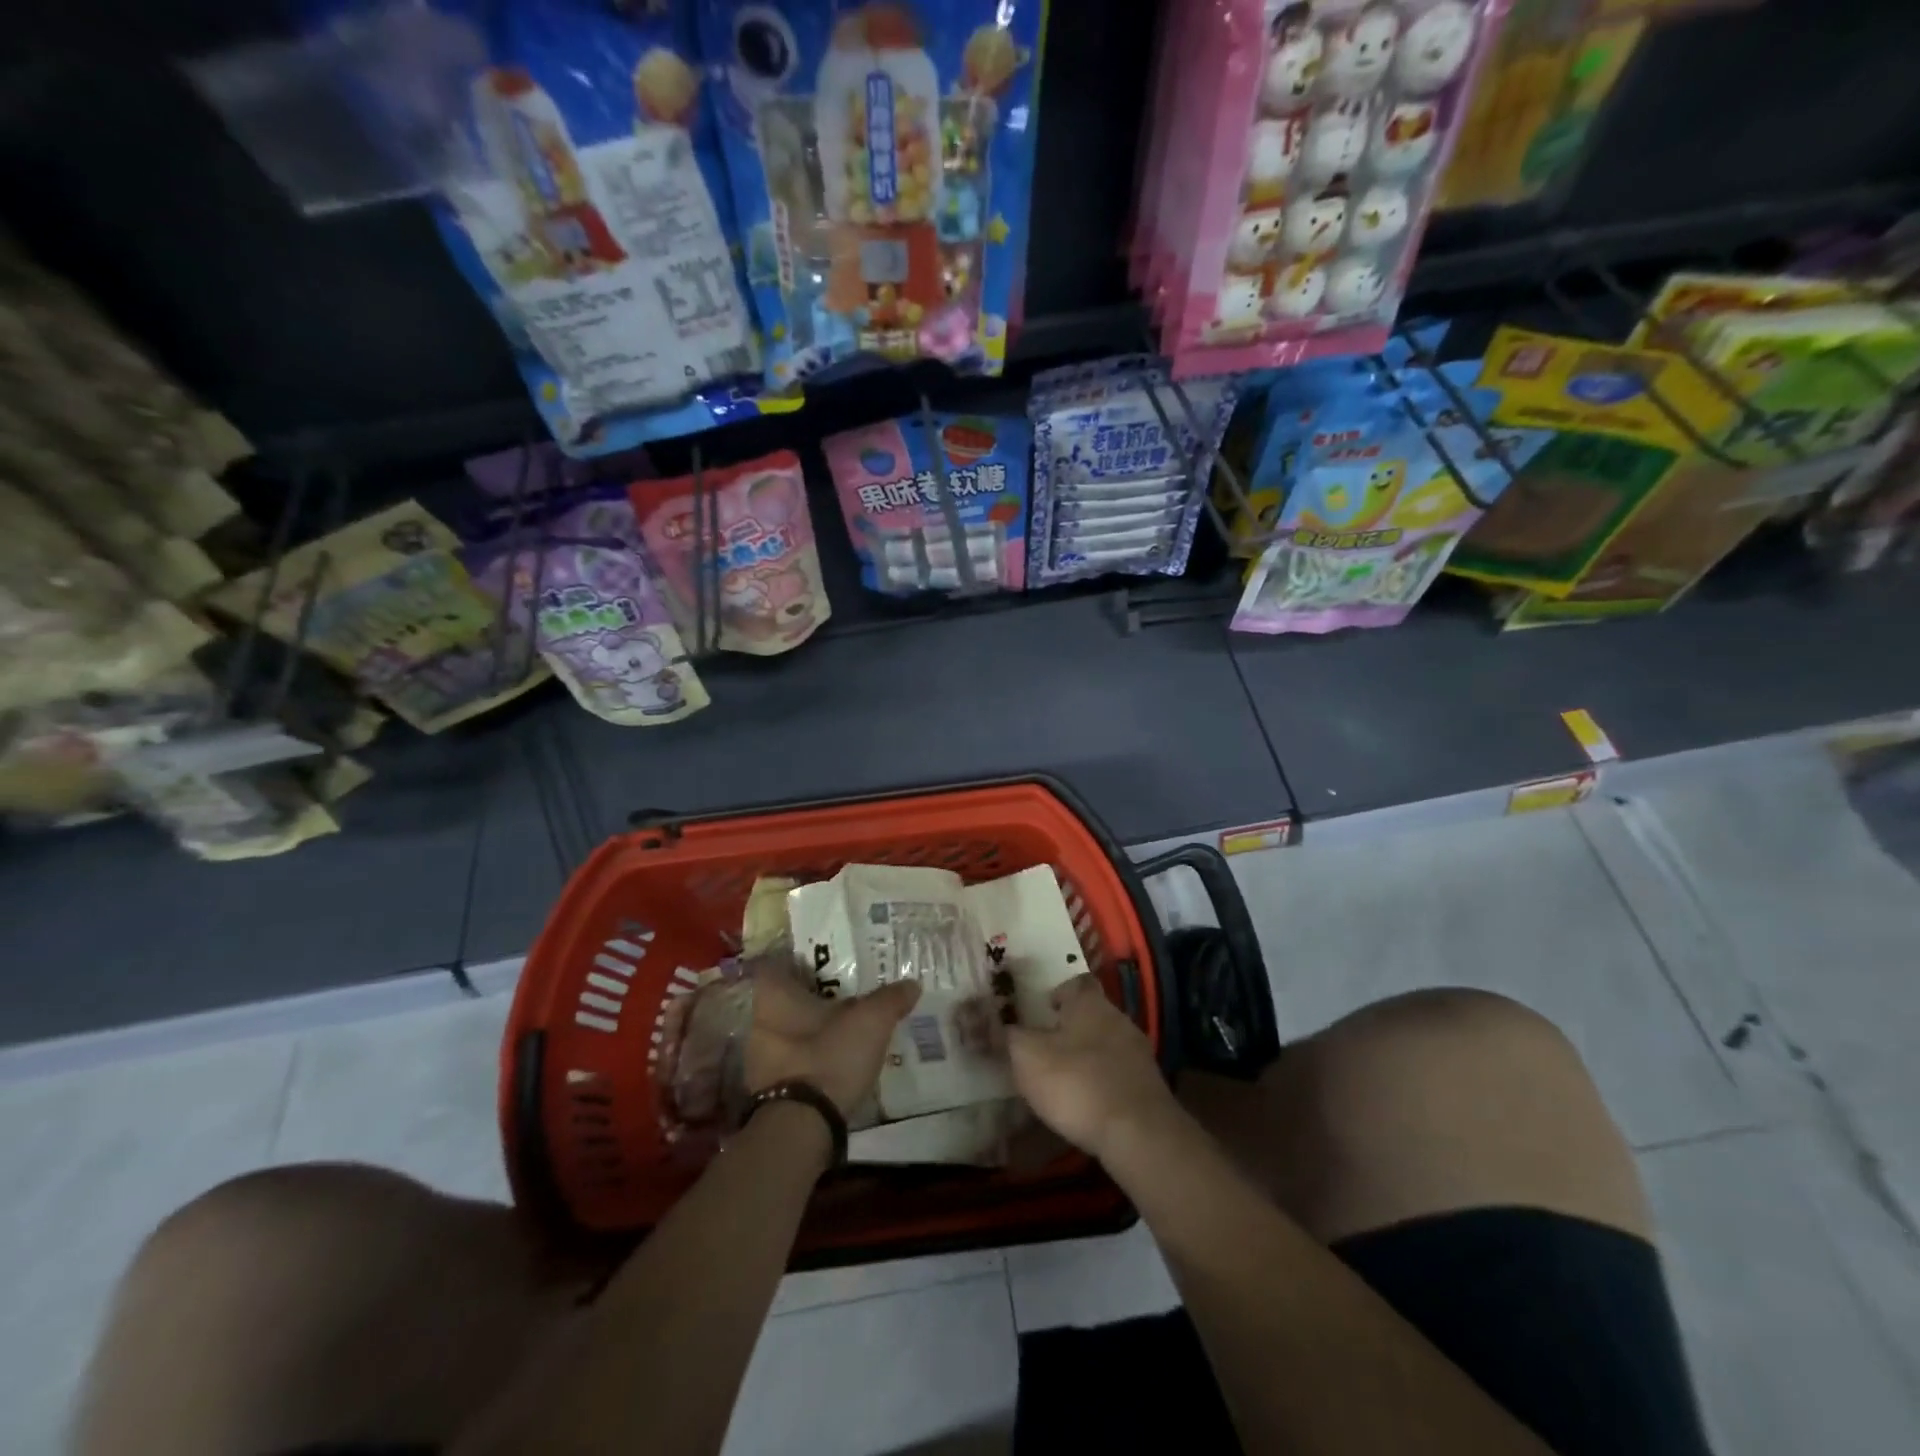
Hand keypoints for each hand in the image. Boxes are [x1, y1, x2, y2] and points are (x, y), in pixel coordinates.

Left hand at [743, 965, 921, 1117]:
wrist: (802, 1128)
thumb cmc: (829, 1056)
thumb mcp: (871, 1021)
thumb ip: (891, 999)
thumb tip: (912, 983)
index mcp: (774, 995)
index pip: (777, 963)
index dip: (798, 960)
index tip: (824, 962)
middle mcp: (759, 1021)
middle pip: (783, 998)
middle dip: (810, 996)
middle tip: (842, 993)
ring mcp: (758, 1058)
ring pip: (786, 1030)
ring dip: (809, 1029)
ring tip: (842, 1027)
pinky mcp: (767, 1089)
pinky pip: (789, 1060)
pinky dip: (808, 1057)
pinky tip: (834, 1060)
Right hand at [1007, 974, 1175, 1162]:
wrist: (1138, 1134)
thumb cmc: (1076, 1083)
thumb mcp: (1028, 1058)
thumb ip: (1008, 1036)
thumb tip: (992, 1021)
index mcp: (1089, 1003)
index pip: (1075, 982)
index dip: (1058, 992)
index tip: (1042, 1008)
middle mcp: (1118, 1018)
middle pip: (1092, 1013)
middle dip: (1072, 1025)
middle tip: (1047, 1044)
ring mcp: (1138, 1052)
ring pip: (1107, 1043)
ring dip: (1088, 1054)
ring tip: (1065, 1077)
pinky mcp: (1149, 1085)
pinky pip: (1119, 1072)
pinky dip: (1103, 1080)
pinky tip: (1089, 1102)